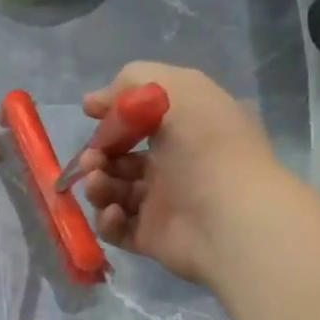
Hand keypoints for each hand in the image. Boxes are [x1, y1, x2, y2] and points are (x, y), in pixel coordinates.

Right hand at [75, 61, 279, 286]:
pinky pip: (117, 227)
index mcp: (187, 127)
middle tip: (92, 159)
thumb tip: (93, 103)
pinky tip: (114, 212)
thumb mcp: (172, 90)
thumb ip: (129, 83)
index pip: (142, 116)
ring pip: (113, 191)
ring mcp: (163, 203)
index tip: (90, 113)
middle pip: (120, 156)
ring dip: (97, 185)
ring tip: (98, 184)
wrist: (229, 218)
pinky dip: (107, 220)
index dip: (114, 115)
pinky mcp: (151, 237)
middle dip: (97, 154)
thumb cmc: (204, 147)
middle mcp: (175, 163)